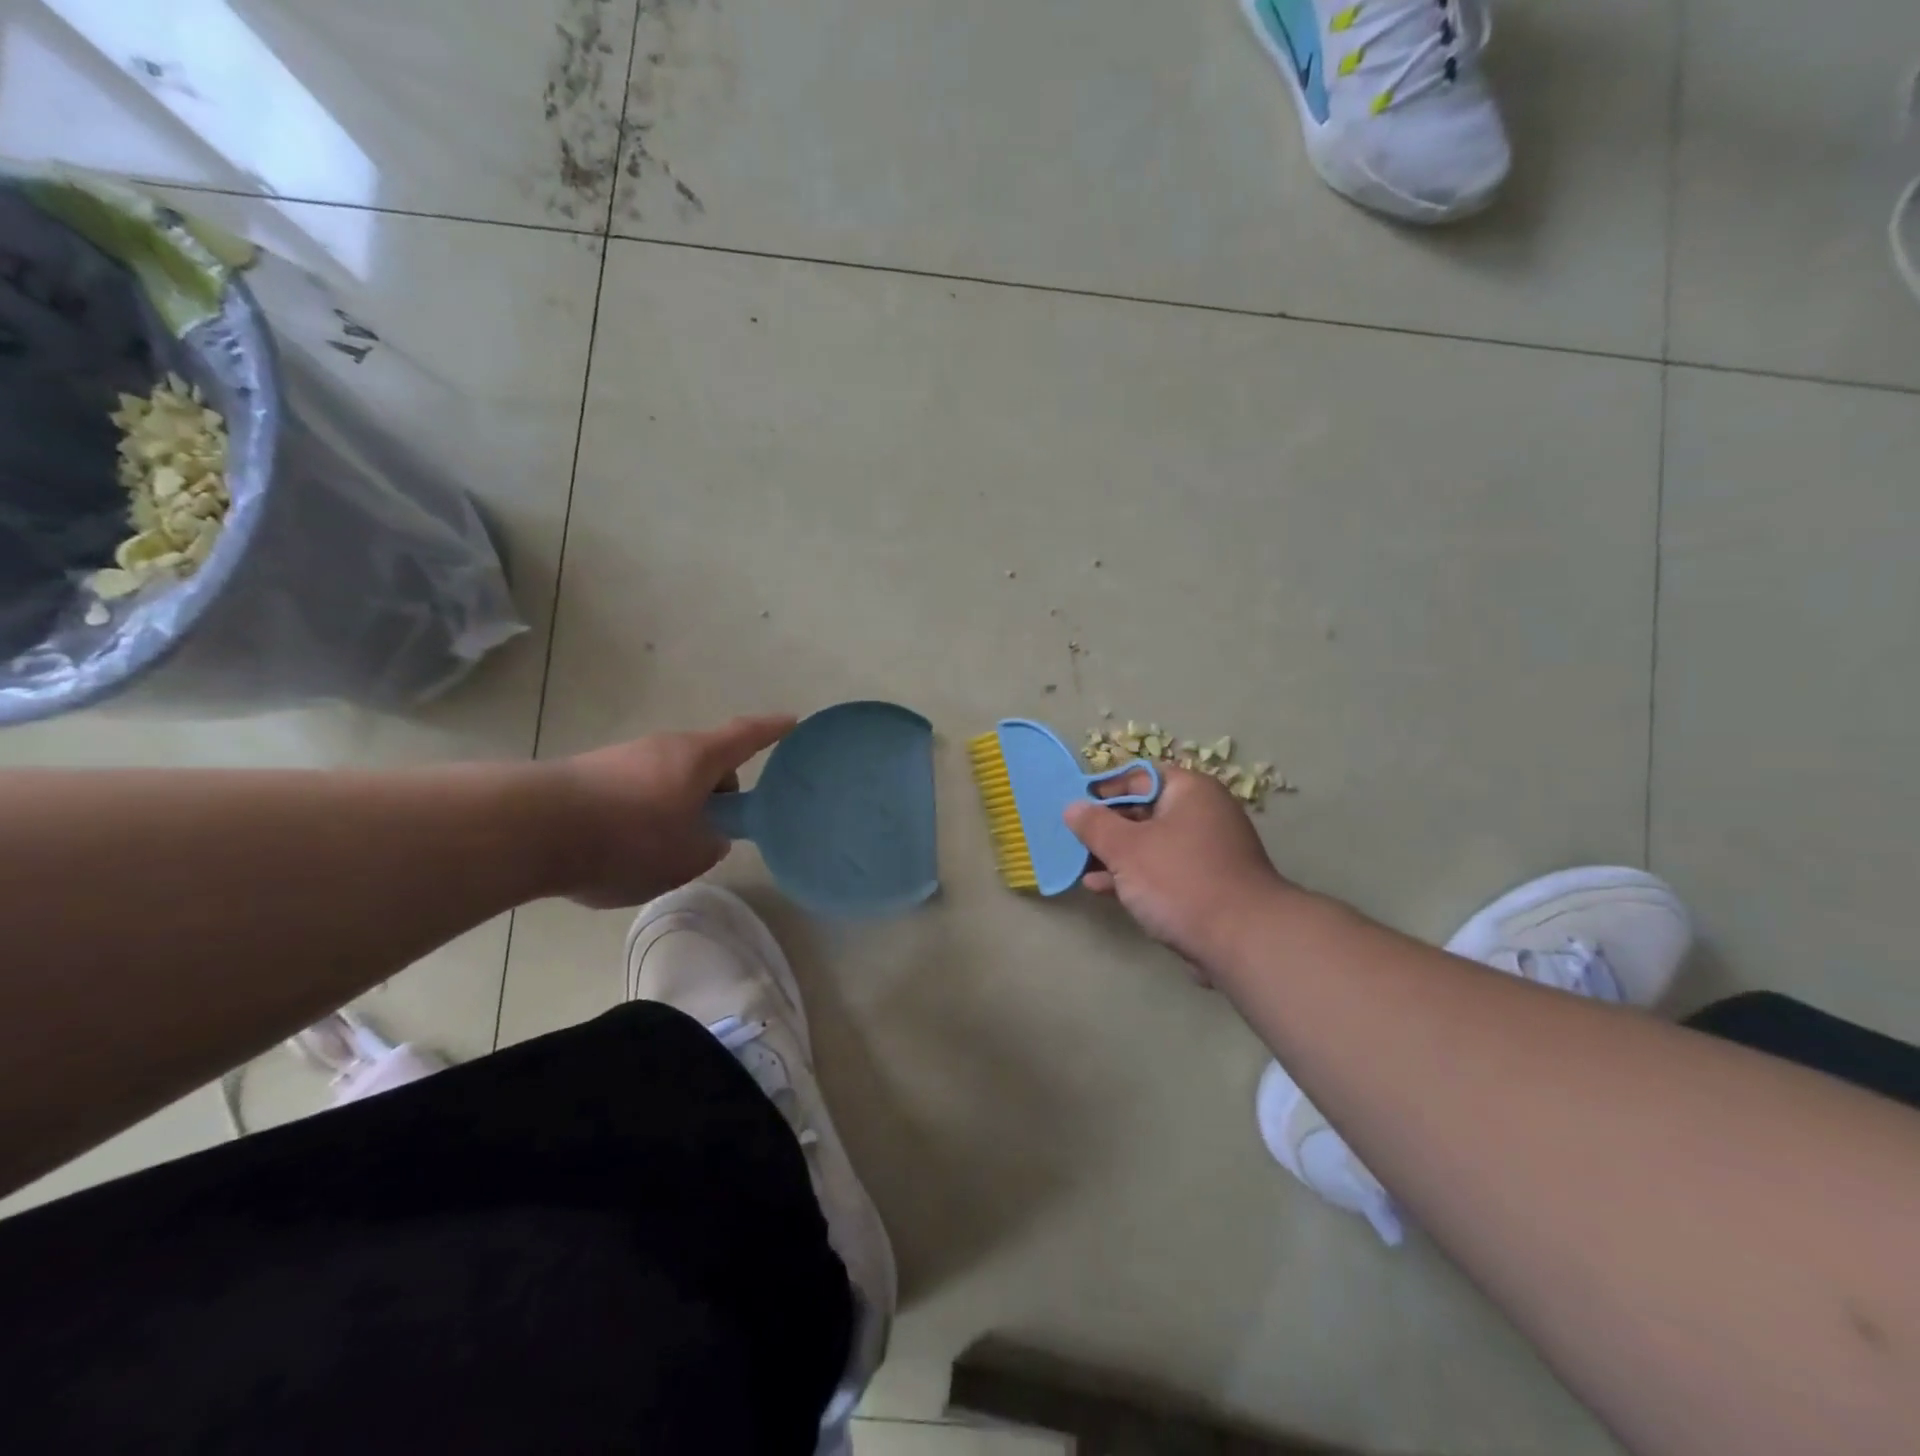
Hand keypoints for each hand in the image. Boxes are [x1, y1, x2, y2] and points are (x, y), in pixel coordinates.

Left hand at [552, 715, 795, 907]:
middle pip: (705, 764)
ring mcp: (623, 757)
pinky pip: (634, 791)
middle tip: (712, 831)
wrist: (532, 829)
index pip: (746, 736)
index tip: (792, 722)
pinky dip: (642, 815)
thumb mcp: (687, 857)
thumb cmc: (629, 838)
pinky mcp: (590, 774)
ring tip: (661, 852)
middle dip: (715, 793)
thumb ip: (710, 846)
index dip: (772, 730)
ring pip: (668, 780)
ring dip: (676, 807)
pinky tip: (622, 851)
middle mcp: (663, 747)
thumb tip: (707, 836)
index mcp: (698, 758)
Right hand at [1064, 766, 1291, 976]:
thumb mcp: (1126, 849)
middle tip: (1073, 840)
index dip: (1104, 790)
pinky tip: (1101, 888)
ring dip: (1115, 855)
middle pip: (1144, 810)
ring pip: (1151, 844)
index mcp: (1190, 791)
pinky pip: (1163, 870)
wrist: (1242, 941)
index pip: (1139, 777)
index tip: (1074, 808)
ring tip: (1079, 866)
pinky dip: (1134, 876)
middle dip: (1106, 827)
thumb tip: (1073, 807)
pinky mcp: (1206, 884)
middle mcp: (1203, 814)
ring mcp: (1207, 851)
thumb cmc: (1180, 880)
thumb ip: (1095, 825)